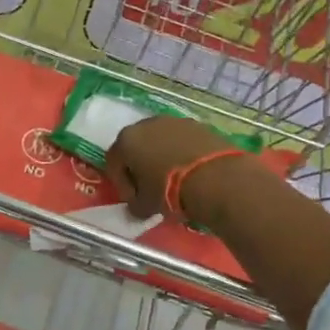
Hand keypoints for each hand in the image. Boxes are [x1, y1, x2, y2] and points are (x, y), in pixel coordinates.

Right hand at [103, 115, 276, 226]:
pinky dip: (182, 155)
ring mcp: (175, 121)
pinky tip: (191, 173)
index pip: (114, 163)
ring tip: (174, 181)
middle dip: (140, 168)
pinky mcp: (199, 125)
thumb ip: (134, 205)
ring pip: (160, 142)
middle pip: (136, 147)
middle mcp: (146, 124)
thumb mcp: (145, 205)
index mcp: (126, 140)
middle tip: (150, 190)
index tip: (134, 200)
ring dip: (162, 159)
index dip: (122, 184)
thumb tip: (136, 207)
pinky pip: (182, 142)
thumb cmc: (169, 190)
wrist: (216, 178)